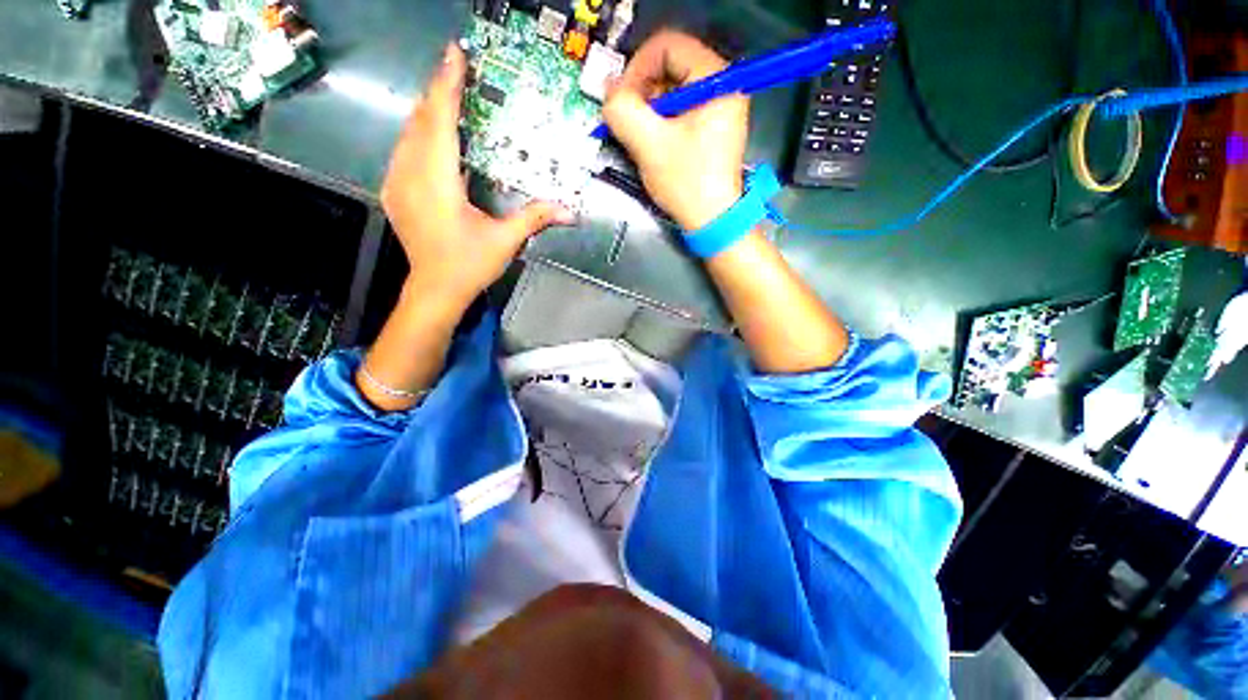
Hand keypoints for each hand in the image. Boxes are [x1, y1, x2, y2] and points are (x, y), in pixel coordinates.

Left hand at [381, 43, 573, 312]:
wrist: (434, 290)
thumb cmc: (469, 265)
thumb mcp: (505, 240)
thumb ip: (535, 218)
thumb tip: (570, 210)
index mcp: (436, 182)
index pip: (440, 122)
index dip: (447, 85)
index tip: (455, 54)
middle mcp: (410, 174)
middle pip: (421, 120)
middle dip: (438, 91)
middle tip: (456, 70)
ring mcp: (396, 182)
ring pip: (408, 133)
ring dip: (427, 111)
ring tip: (446, 95)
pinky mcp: (394, 192)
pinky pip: (403, 150)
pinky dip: (419, 134)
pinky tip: (432, 135)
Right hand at [602, 31, 748, 230]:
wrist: (713, 221)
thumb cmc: (686, 183)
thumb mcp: (649, 145)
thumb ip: (622, 111)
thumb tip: (609, 94)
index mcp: (715, 78)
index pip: (667, 46)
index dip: (637, 68)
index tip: (621, 100)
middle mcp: (722, 84)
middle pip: (670, 66)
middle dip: (641, 91)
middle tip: (626, 121)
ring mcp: (718, 107)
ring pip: (672, 90)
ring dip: (648, 109)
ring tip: (638, 136)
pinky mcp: (712, 127)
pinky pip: (679, 110)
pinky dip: (660, 121)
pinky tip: (652, 143)